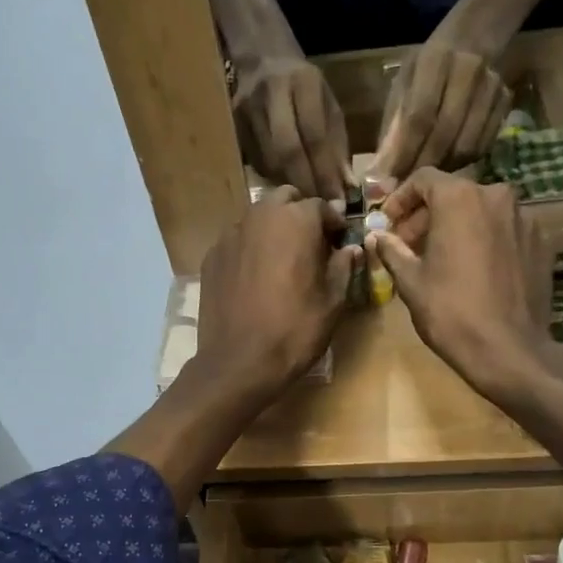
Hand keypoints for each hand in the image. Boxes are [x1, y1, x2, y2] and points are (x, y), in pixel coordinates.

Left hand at [196, 186, 360, 402]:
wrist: (238, 363)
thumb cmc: (294, 331)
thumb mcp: (333, 302)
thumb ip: (344, 267)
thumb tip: (351, 248)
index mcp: (296, 220)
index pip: (322, 206)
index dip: (334, 223)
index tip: (340, 241)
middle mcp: (260, 216)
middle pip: (285, 200)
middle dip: (301, 215)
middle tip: (311, 245)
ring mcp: (231, 235)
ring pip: (258, 217)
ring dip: (274, 229)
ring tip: (283, 260)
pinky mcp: (212, 256)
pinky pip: (238, 240)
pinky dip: (251, 248)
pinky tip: (256, 277)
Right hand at [232, 52, 352, 200]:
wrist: (262, 60)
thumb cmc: (305, 88)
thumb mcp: (329, 106)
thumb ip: (337, 146)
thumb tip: (346, 189)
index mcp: (303, 82)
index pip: (315, 135)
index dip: (325, 172)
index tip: (337, 201)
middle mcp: (271, 92)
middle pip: (287, 150)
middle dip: (306, 183)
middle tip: (319, 208)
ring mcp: (246, 108)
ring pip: (269, 160)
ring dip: (289, 185)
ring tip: (305, 202)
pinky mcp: (233, 124)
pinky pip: (256, 162)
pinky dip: (273, 179)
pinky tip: (284, 186)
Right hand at [365, 169, 554, 401]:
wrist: (508, 349)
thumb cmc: (450, 311)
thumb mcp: (411, 281)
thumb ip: (392, 250)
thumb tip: (376, 235)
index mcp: (460, 198)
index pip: (423, 179)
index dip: (400, 199)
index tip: (388, 223)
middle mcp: (496, 196)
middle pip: (454, 194)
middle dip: (428, 216)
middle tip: (409, 245)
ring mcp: (524, 218)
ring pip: (482, 212)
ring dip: (458, 227)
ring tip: (442, 259)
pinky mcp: (541, 242)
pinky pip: (505, 231)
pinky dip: (485, 241)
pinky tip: (475, 271)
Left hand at [374, 39, 510, 180]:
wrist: (472, 39)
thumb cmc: (426, 68)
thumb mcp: (402, 86)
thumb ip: (392, 127)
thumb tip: (381, 173)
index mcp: (434, 61)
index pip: (418, 116)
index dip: (404, 153)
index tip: (388, 181)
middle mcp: (467, 71)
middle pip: (444, 134)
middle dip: (422, 167)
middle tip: (405, 191)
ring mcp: (491, 87)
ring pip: (466, 145)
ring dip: (442, 171)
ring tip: (425, 183)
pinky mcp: (506, 102)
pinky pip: (483, 146)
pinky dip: (463, 164)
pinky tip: (448, 169)